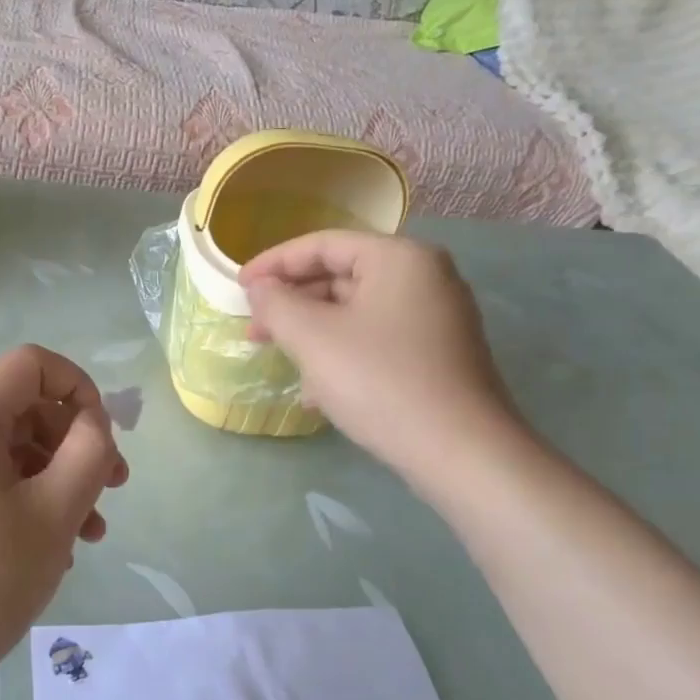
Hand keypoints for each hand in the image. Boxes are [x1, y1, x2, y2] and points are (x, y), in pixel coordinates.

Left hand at [0, 345, 128, 695]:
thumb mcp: (54, 512)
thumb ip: (89, 452)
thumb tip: (93, 422)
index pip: (30, 364)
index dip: (78, 386)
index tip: (104, 435)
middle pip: (23, 409)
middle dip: (74, 443)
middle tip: (113, 489)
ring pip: (9, 452)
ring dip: (56, 479)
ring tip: (90, 532)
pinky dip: (25, 501)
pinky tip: (50, 550)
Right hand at [241, 231, 524, 482]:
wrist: (462, 454)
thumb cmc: (380, 381)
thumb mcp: (312, 337)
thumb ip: (276, 303)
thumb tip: (260, 289)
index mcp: (399, 258)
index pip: (322, 244)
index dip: (273, 263)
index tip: (238, 287)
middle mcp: (424, 277)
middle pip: (340, 276)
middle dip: (292, 303)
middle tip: (254, 328)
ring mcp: (437, 318)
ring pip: (356, 312)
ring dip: (312, 333)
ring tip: (280, 360)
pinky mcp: (439, 356)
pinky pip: (376, 339)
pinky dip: (342, 353)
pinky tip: (316, 391)